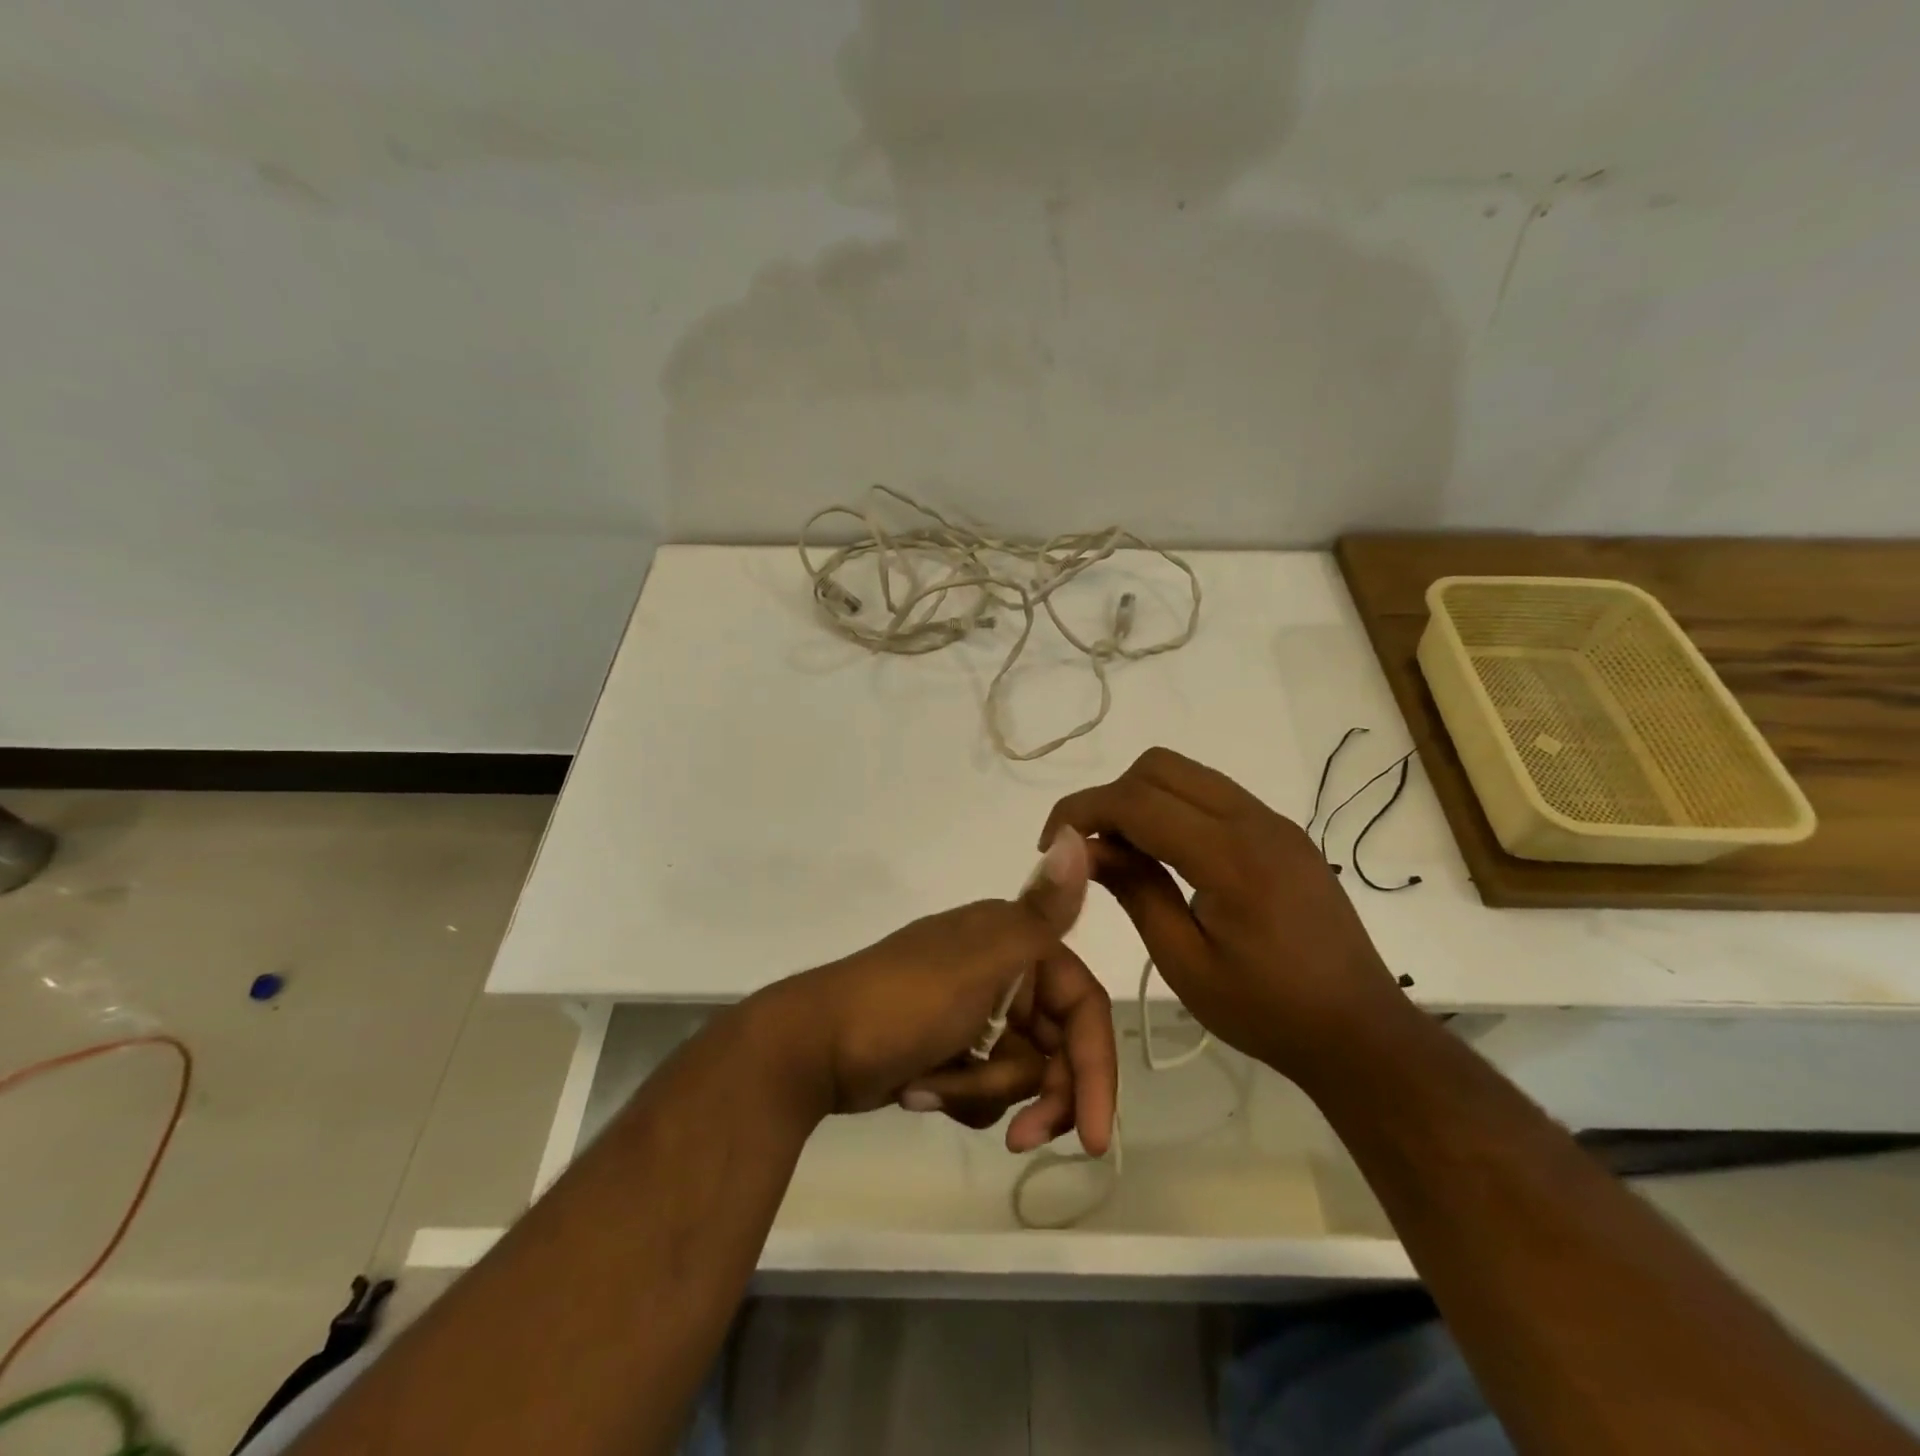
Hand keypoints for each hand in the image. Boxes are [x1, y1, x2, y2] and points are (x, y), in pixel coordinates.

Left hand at [753, 829, 1116, 1155]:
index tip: (1092, 1136)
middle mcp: (1001, 970)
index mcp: (1014, 941)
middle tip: (1020, 1139)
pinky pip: (985, 1087)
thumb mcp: (979, 962)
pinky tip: (917, 1089)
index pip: (1083, 1007)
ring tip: (932, 1088)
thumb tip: (1077, 836)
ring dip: (983, 1092)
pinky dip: (958, 1094)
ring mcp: (974, 1010)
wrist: (810, 1047)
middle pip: (1057, 1047)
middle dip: (1040, 1095)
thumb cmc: (901, 1004)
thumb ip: (1039, 913)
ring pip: (1021, 1073)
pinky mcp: (950, 1047)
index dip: (1097, 1068)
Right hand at [1039, 747, 1418, 1088]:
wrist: (1360, 1031)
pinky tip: (1164, 855)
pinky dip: (1172, 807)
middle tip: (1089, 850)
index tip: (1050, 845)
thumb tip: (1081, 848)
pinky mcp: (1281, 831)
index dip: (1081, 811)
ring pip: (1185, 773)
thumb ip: (1134, 890)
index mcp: (1231, 856)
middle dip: (1109, 798)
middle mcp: (1254, 820)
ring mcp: (1273, 820)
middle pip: (1158, 767)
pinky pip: (1210, 794)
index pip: (1136, 801)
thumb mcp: (1185, 962)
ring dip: (1140, 799)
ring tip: (1122, 853)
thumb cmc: (1267, 1011)